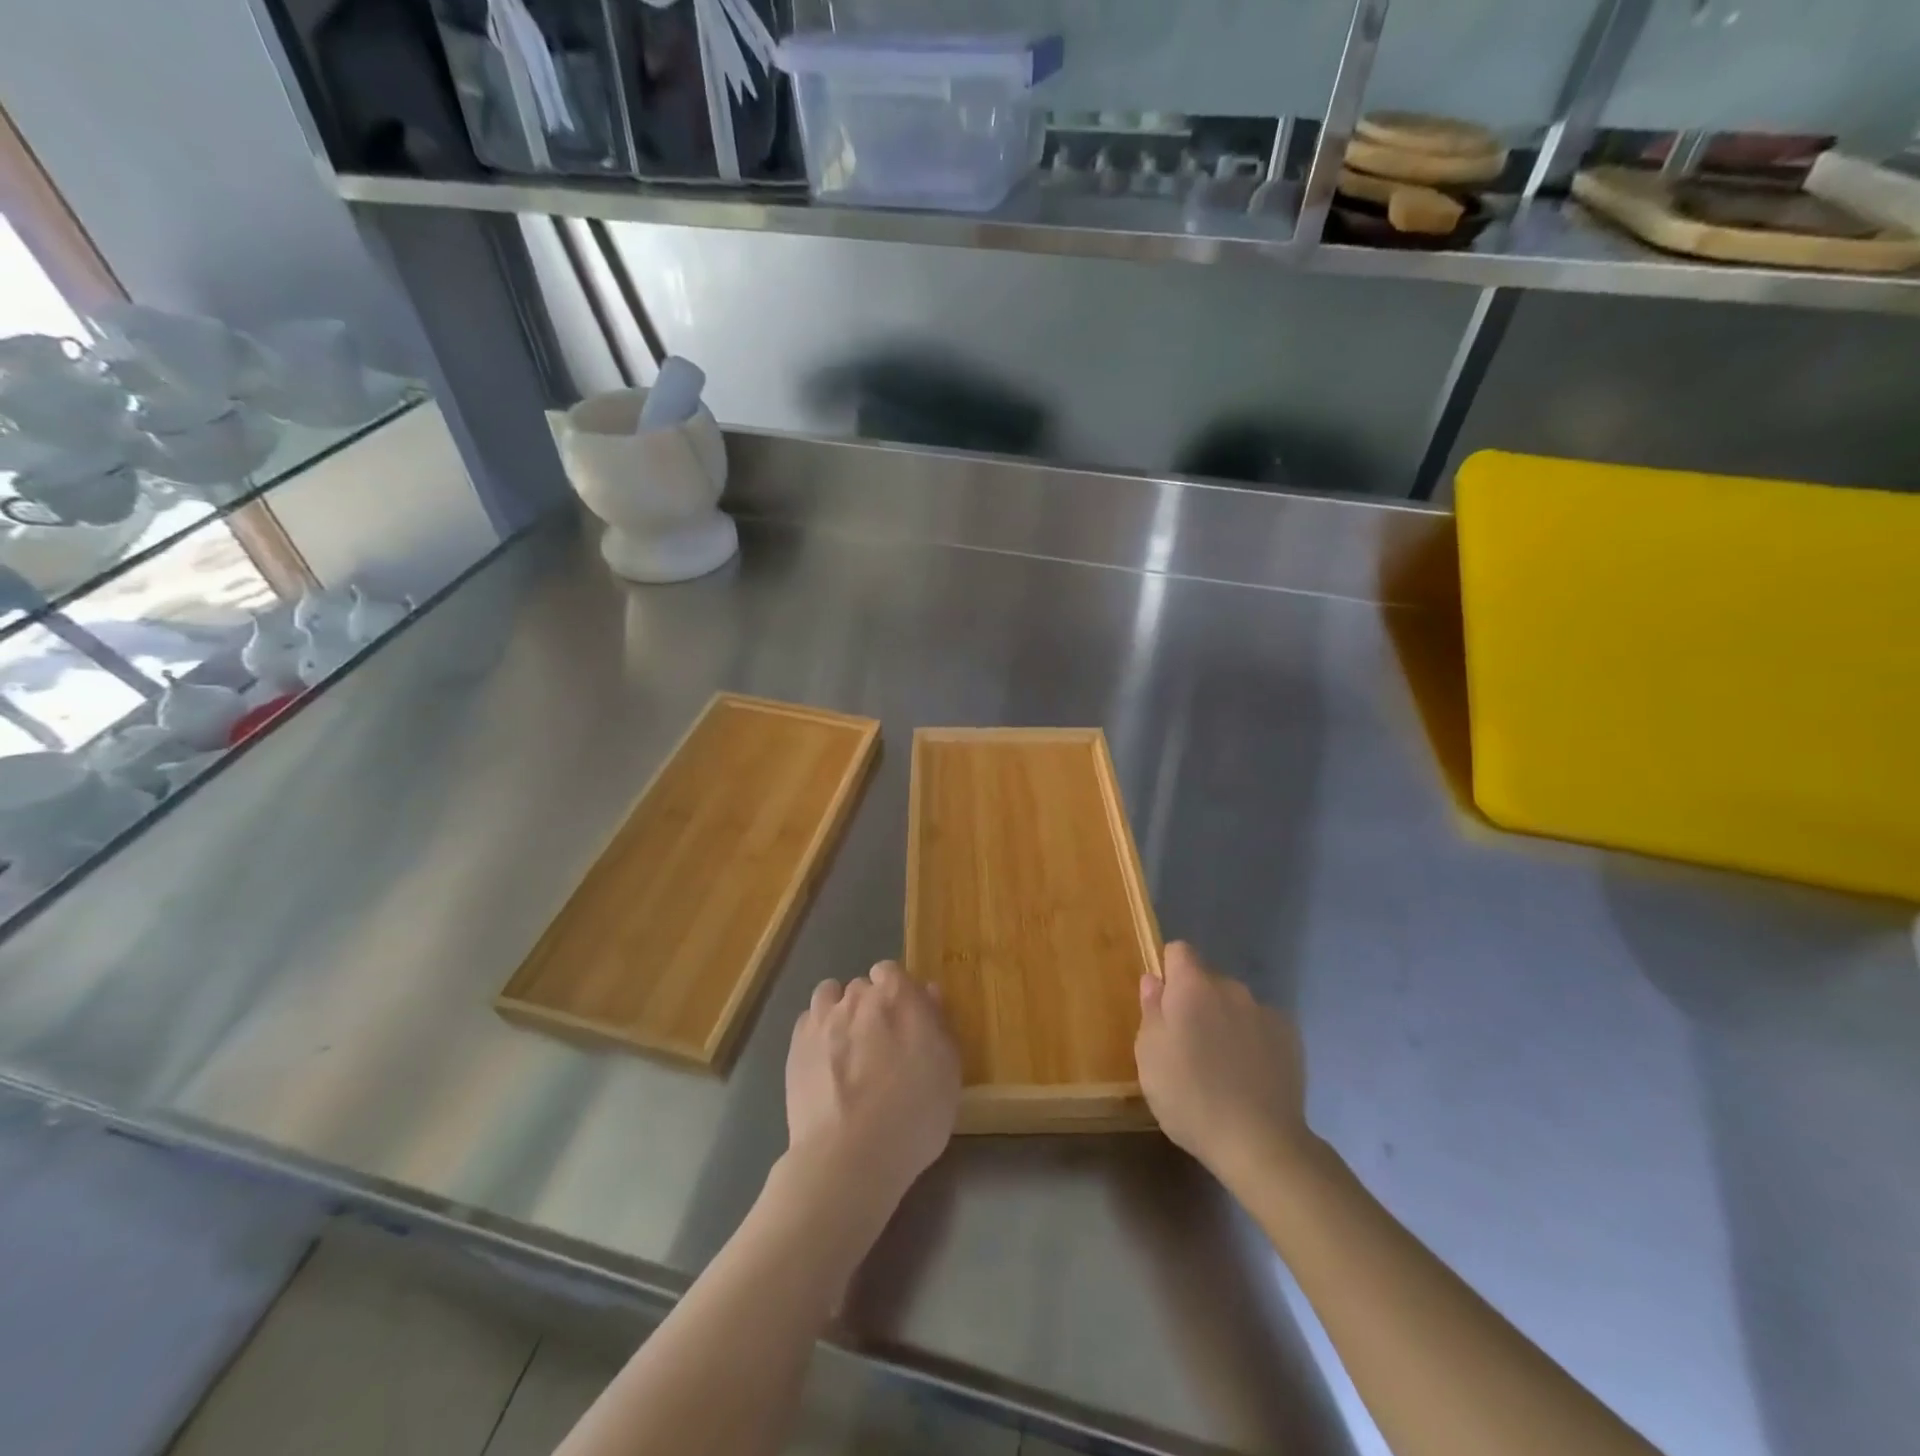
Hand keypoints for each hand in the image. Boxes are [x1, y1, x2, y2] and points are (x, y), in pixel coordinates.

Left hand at [784, 961, 959, 1216]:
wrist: (849, 1157)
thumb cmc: (913, 1116)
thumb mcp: (948, 1073)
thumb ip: (939, 1025)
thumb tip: (928, 993)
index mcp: (898, 997)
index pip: (892, 971)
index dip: (897, 992)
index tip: (905, 1020)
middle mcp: (858, 998)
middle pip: (862, 986)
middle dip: (870, 1005)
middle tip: (881, 1043)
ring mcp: (822, 1020)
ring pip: (829, 994)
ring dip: (839, 1010)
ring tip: (847, 1045)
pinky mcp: (796, 1046)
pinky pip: (807, 1022)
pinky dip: (816, 1032)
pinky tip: (824, 1060)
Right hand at [1135, 942, 1314, 1192]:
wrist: (1260, 1143)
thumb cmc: (1189, 1096)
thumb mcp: (1150, 1055)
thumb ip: (1151, 1010)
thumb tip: (1153, 980)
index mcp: (1192, 986)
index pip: (1178, 951)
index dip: (1168, 972)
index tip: (1163, 1006)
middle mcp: (1231, 988)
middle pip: (1207, 980)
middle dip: (1196, 1001)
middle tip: (1187, 1045)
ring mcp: (1265, 1012)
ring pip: (1235, 1005)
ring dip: (1224, 1021)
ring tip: (1220, 1066)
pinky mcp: (1290, 1039)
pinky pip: (1261, 1027)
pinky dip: (1252, 1041)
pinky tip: (1248, 1077)